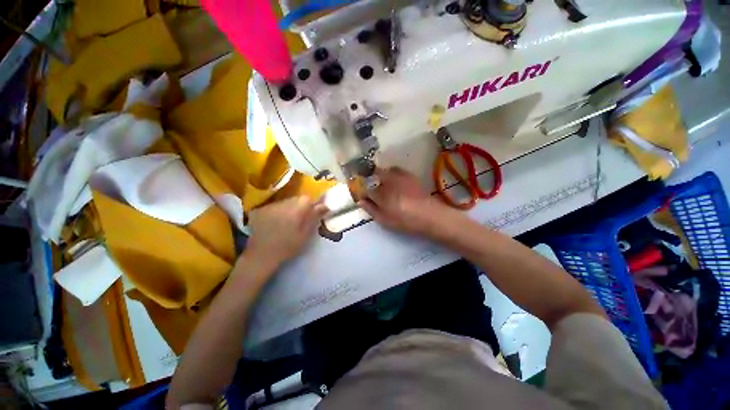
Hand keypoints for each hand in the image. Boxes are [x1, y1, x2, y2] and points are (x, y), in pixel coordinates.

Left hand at [244, 196, 328, 267]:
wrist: (261, 256)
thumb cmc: (288, 247)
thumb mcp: (305, 234)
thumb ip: (314, 217)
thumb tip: (324, 206)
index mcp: (296, 209)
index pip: (307, 199)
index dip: (311, 206)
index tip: (312, 216)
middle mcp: (283, 203)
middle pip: (296, 199)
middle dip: (300, 207)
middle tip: (300, 220)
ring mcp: (270, 206)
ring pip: (285, 202)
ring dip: (289, 209)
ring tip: (287, 223)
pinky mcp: (260, 210)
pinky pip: (275, 207)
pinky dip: (278, 212)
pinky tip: (276, 223)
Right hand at [359, 167, 455, 236]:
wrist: (429, 215)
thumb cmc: (404, 220)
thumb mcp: (384, 220)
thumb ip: (371, 209)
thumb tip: (361, 201)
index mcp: (380, 193)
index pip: (366, 188)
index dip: (364, 192)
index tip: (365, 197)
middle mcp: (388, 181)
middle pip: (376, 174)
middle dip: (372, 179)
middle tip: (375, 190)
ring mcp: (400, 176)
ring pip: (387, 170)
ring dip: (383, 175)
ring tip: (386, 185)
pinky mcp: (410, 176)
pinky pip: (398, 171)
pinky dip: (394, 174)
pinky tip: (397, 184)